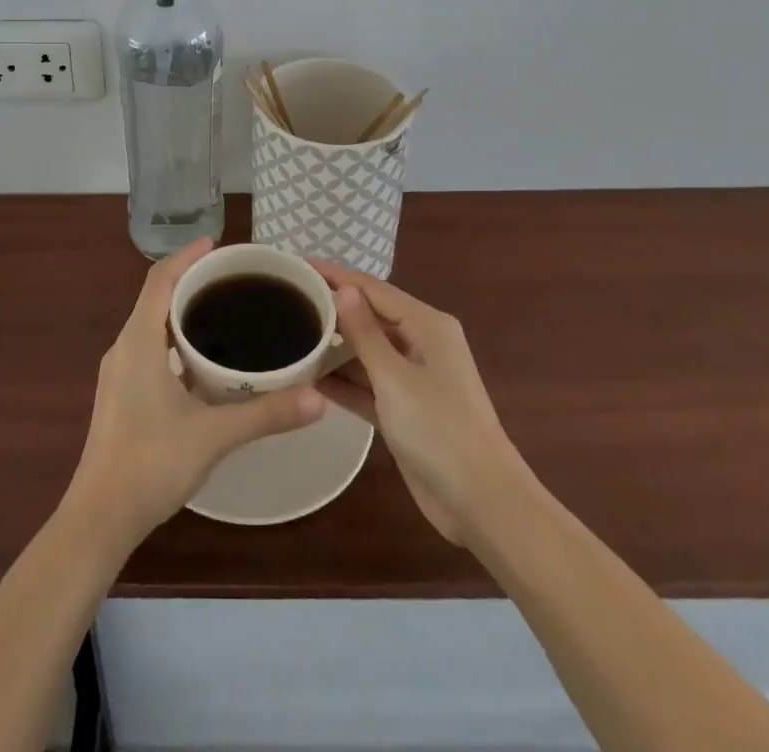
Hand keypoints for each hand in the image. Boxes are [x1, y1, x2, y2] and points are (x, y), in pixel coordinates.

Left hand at [69, 238, 325, 542]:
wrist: (99, 518)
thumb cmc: (151, 464)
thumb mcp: (214, 435)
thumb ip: (266, 413)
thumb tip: (318, 398)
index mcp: (138, 341)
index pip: (160, 280)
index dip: (186, 256)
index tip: (216, 244)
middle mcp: (124, 348)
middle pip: (155, 298)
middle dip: (190, 281)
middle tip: (232, 279)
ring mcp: (118, 374)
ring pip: (151, 326)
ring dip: (181, 313)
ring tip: (223, 313)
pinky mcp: (120, 396)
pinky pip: (148, 350)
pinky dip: (174, 341)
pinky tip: (203, 363)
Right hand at [311, 260, 533, 543]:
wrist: (482, 502)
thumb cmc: (439, 429)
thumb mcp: (395, 377)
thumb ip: (365, 332)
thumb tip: (344, 288)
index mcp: (426, 324)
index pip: (373, 288)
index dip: (336, 275)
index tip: (298, 266)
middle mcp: (421, 343)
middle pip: (369, 316)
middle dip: (332, 310)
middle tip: (287, 302)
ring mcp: (414, 378)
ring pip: (366, 351)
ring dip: (334, 348)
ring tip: (290, 338)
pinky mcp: (405, 409)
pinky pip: (368, 383)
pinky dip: (344, 381)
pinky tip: (308, 379)